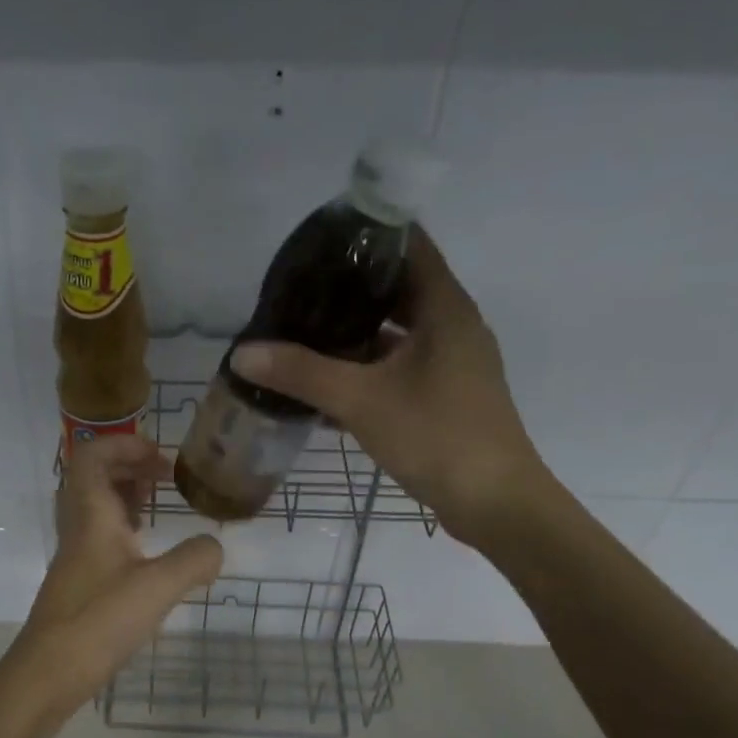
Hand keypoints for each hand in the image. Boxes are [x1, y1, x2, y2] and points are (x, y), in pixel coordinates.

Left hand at [0, 435, 222, 732]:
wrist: (47, 674)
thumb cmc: (98, 621)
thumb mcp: (158, 588)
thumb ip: (194, 560)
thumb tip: (215, 546)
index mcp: (91, 516)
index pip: (93, 455)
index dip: (125, 444)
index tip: (161, 457)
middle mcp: (78, 529)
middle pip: (93, 477)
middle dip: (129, 466)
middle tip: (164, 477)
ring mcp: (75, 557)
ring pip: (95, 508)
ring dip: (125, 496)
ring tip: (159, 505)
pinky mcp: (79, 583)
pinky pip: (99, 537)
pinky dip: (124, 530)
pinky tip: (147, 552)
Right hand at [229, 229, 549, 550]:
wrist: (495, 503)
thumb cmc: (436, 436)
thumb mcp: (361, 400)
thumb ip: (301, 373)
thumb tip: (242, 353)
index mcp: (444, 307)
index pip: (406, 244)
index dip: (363, 234)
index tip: (316, 240)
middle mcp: (452, 325)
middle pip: (396, 287)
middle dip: (346, 287)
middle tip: (296, 290)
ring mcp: (451, 362)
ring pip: (396, 331)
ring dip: (354, 331)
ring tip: (301, 331)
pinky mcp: (444, 394)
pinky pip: (399, 366)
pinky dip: (366, 367)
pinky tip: (325, 382)